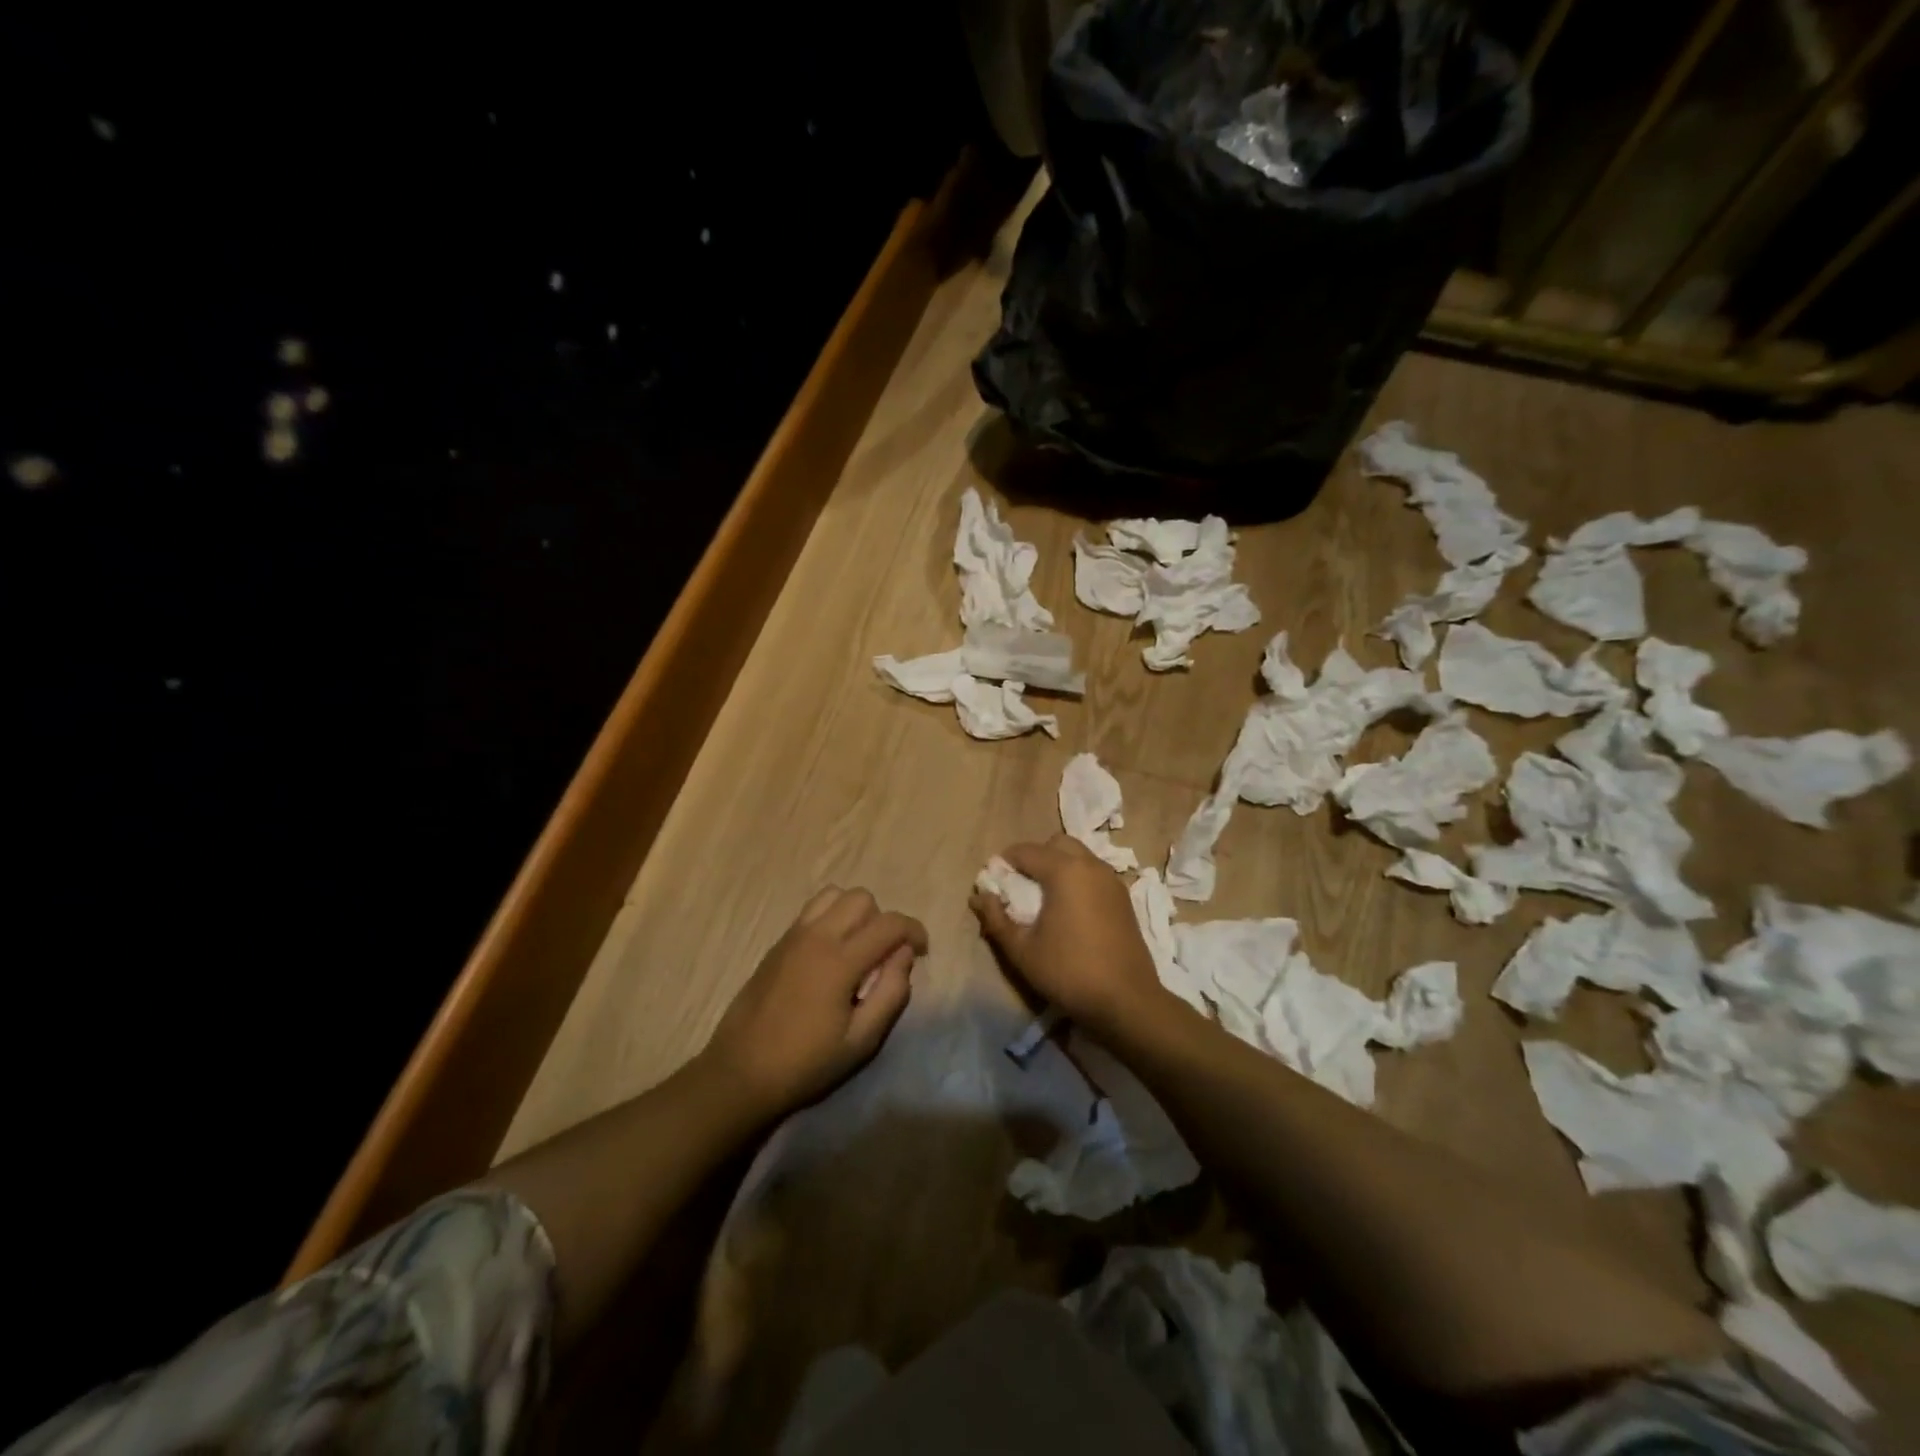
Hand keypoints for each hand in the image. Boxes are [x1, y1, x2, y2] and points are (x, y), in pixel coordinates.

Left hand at [704, 886, 924, 1118]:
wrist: (740, 1072)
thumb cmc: (805, 1063)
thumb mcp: (861, 1041)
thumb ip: (891, 993)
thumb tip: (904, 955)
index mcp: (839, 961)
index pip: (889, 923)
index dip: (914, 931)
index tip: (921, 951)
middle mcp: (816, 936)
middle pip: (861, 898)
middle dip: (882, 920)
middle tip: (884, 956)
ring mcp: (793, 936)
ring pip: (834, 895)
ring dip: (854, 914)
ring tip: (856, 949)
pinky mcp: (778, 944)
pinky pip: (812, 911)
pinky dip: (830, 919)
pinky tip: (830, 956)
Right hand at [969, 834, 1163, 1034]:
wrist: (1126, 1001)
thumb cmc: (1068, 972)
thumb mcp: (1022, 950)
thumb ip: (996, 919)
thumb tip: (979, 896)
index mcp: (1064, 871)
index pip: (1025, 851)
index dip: (1004, 863)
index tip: (993, 884)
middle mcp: (1091, 866)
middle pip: (1056, 844)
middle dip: (1035, 857)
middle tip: (1020, 887)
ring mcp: (1112, 881)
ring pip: (1079, 856)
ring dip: (1058, 867)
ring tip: (1044, 899)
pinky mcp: (1124, 898)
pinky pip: (1094, 874)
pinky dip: (1078, 880)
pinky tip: (1070, 911)